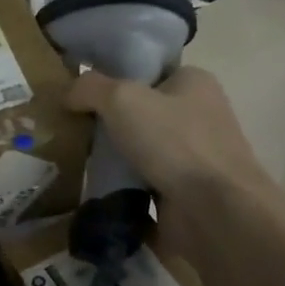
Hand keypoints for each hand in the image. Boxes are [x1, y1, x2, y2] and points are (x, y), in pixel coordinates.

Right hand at [65, 67, 273, 255]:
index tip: (79, 95)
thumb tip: (68, 93)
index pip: (148, 73)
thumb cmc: (174, 142)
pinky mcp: (185, 195)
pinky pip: (143, 187)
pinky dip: (121, 192)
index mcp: (194, 83)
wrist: (216, 212)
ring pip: (140, 152)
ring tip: (76, 162)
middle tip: (72, 130)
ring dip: (113, 161)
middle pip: (141, 114)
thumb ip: (89, 87)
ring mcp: (194, 159)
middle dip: (108, 124)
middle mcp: (199, 117)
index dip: (113, 80)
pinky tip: (93, 193)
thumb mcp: (122, 98)